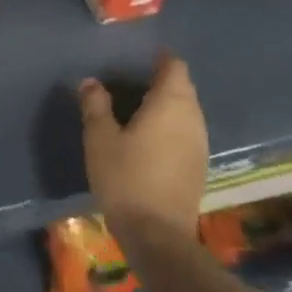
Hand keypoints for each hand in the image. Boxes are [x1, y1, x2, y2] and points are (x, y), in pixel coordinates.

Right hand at [79, 53, 208, 238]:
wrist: (157, 234)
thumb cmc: (126, 177)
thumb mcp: (100, 138)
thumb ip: (96, 106)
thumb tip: (92, 82)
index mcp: (171, 104)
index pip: (175, 67)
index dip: (160, 59)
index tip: (139, 57)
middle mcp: (193, 118)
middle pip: (183, 88)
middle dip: (162, 80)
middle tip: (131, 81)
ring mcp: (200, 143)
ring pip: (187, 111)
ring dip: (167, 105)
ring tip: (138, 108)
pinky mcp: (199, 166)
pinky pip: (187, 132)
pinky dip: (171, 126)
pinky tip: (149, 137)